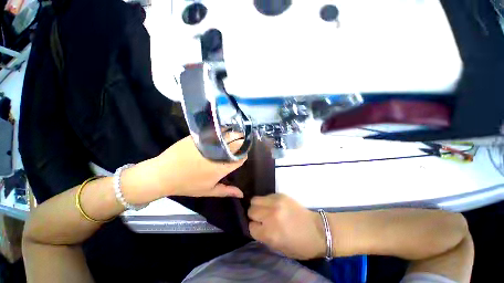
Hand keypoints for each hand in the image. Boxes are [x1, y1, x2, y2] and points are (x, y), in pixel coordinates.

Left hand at [123, 135, 246, 202]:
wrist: (163, 174)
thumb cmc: (187, 184)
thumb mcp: (208, 190)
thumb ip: (226, 191)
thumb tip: (242, 194)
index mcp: (222, 168)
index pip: (241, 157)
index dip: (243, 155)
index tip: (241, 155)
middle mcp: (218, 153)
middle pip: (237, 143)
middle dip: (241, 143)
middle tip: (238, 145)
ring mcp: (209, 143)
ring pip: (228, 135)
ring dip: (233, 135)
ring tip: (231, 139)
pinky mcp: (200, 136)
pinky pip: (216, 131)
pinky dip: (221, 132)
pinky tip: (220, 134)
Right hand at [248, 194, 326, 259]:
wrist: (319, 230)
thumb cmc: (301, 245)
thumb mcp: (279, 249)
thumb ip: (264, 237)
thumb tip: (255, 226)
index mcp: (270, 233)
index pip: (250, 227)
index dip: (254, 228)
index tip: (259, 228)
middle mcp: (271, 215)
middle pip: (251, 210)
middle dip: (254, 216)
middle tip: (261, 219)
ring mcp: (276, 202)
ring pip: (255, 200)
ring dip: (258, 206)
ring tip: (265, 210)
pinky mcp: (281, 195)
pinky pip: (266, 196)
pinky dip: (266, 201)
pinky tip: (274, 206)